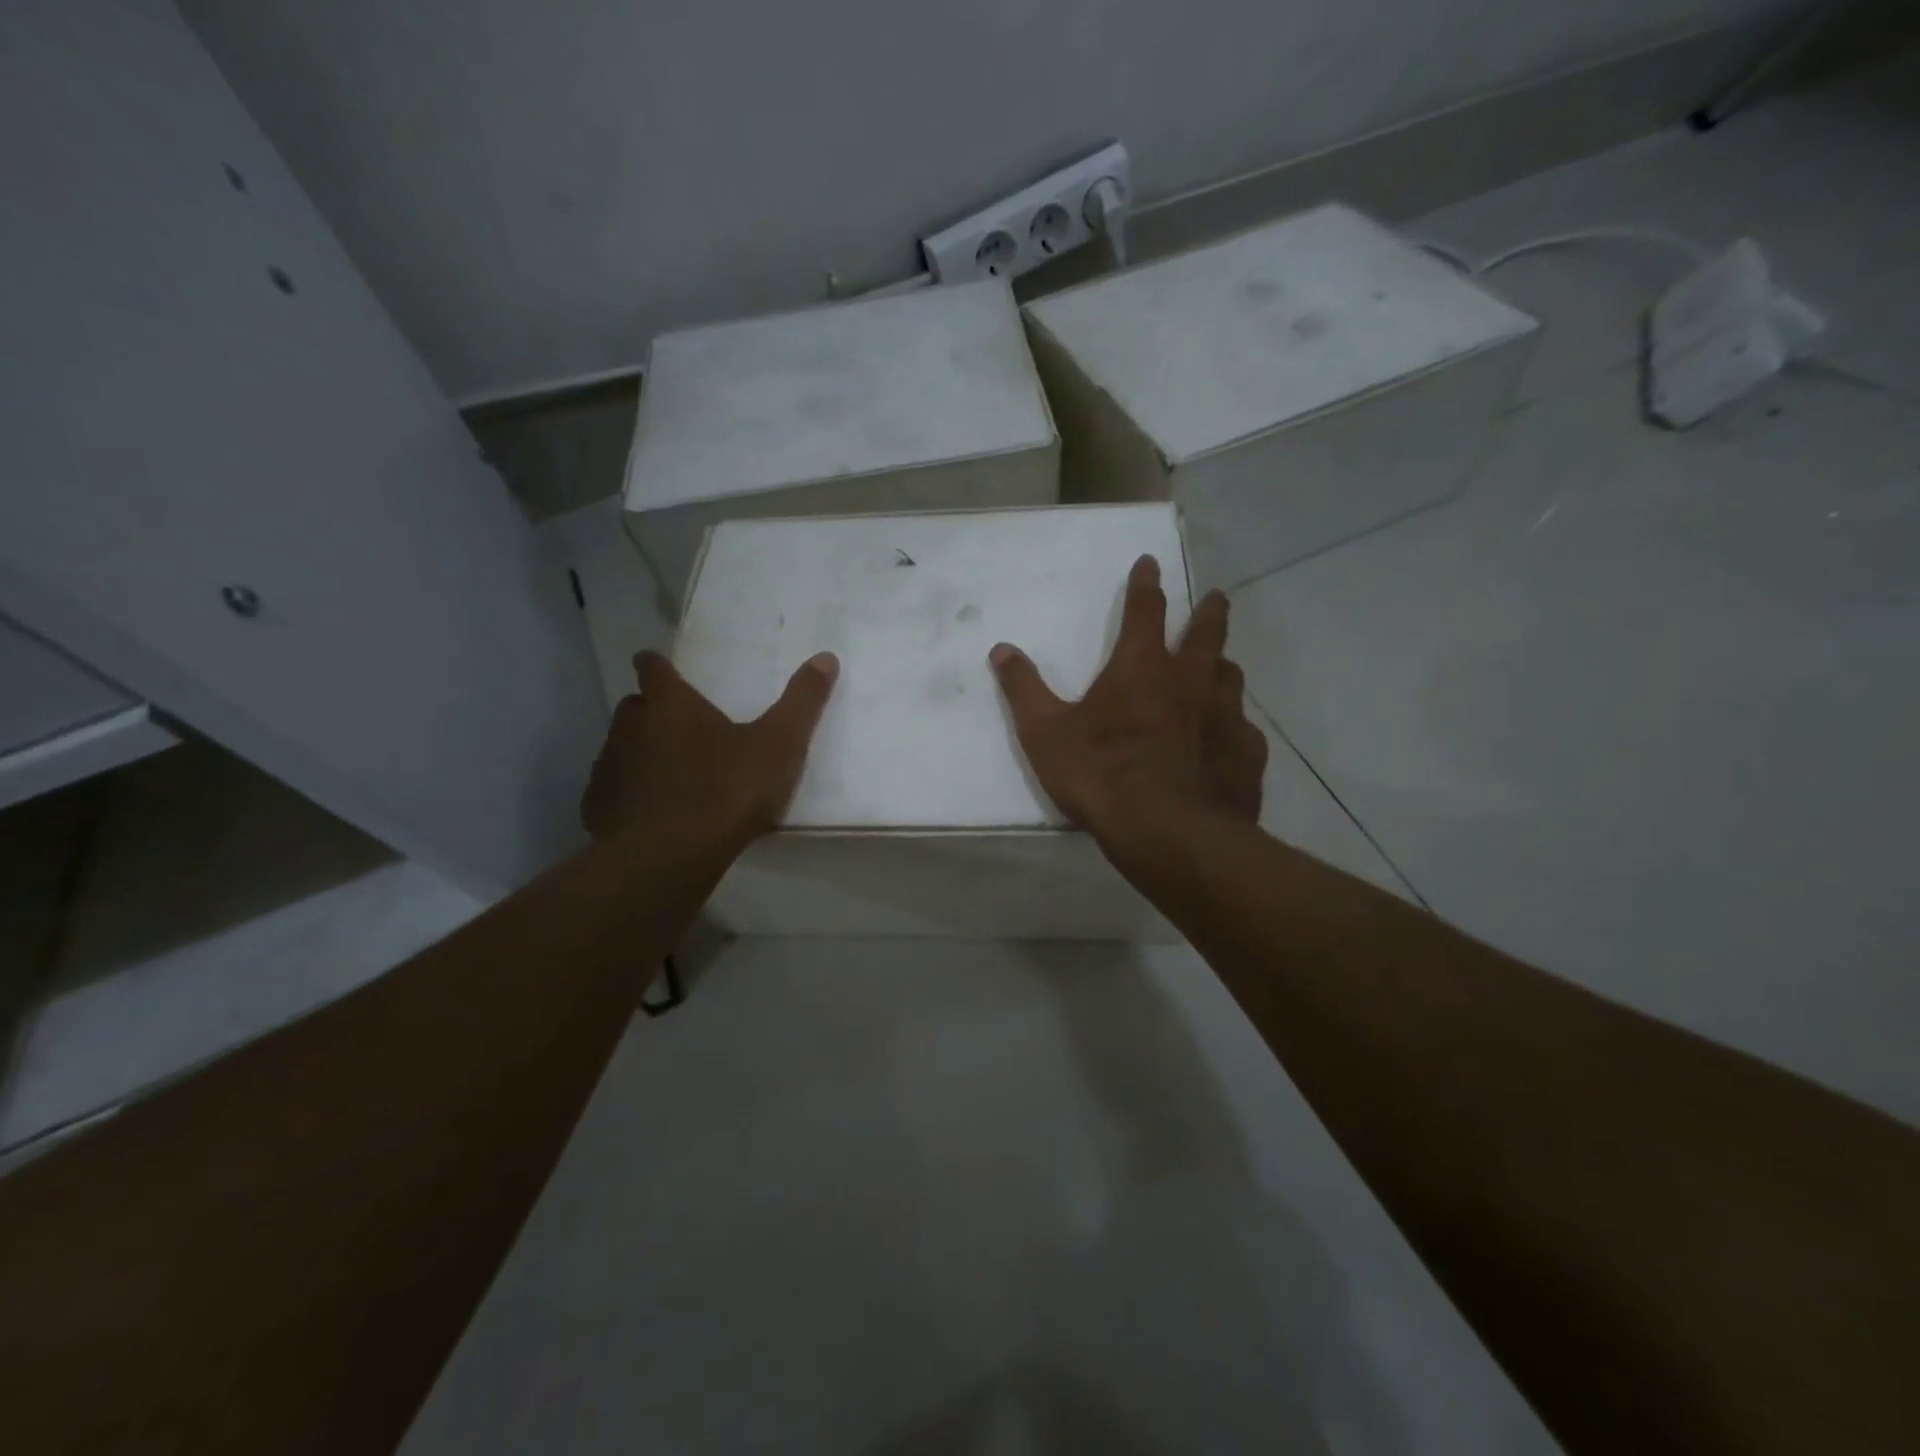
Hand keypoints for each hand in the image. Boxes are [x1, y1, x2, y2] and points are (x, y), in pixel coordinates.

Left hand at [582, 649, 838, 846]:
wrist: (666, 858)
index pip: (653, 668)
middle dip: (652, 712)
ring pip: (621, 748)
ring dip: (641, 754)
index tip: (663, 667)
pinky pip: (613, 792)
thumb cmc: (726, 790)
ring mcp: (609, 768)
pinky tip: (654, 815)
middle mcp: (630, 727)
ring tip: (672, 776)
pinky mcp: (598, 809)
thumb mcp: (779, 745)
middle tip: (681, 727)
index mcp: (671, 704)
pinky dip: (630, 796)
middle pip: (635, 706)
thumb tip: (826, 657)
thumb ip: (802, 702)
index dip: (658, 665)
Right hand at [988, 554, 1265, 842]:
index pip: (1145, 610)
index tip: (1151, 562)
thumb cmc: (1101, 775)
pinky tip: (1230, 739)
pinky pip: (1244, 729)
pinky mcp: (1247, 754)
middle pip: (1207, 633)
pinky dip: (1235, 725)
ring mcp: (1226, 716)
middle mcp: (1191, 680)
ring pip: (1231, 676)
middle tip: (1216, 597)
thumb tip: (1001, 650)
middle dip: (1209, 611)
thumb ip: (1024, 690)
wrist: (1169, 833)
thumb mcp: (1046, 733)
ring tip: (1220, 666)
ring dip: (1223, 665)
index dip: (1146, 584)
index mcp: (1142, 667)